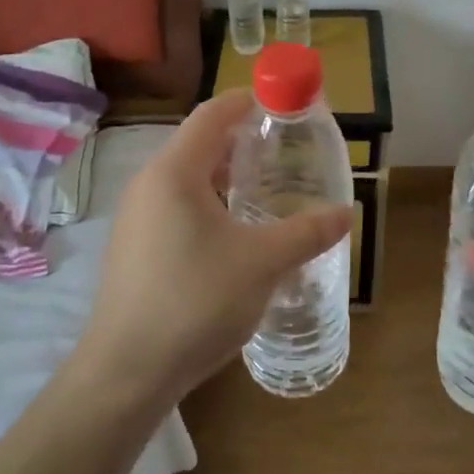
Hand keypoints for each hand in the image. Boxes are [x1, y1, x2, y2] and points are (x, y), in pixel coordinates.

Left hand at [74, 90, 353, 407]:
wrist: (126, 371)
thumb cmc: (195, 301)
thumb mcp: (261, 263)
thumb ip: (306, 233)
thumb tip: (347, 212)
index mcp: (174, 172)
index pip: (211, 115)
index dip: (246, 102)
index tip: (280, 103)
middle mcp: (148, 184)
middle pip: (197, 144)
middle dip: (240, 141)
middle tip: (282, 150)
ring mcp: (135, 217)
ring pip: (185, 179)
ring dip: (224, 175)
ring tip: (263, 189)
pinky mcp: (133, 247)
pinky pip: (174, 206)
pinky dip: (207, 203)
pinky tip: (232, 232)